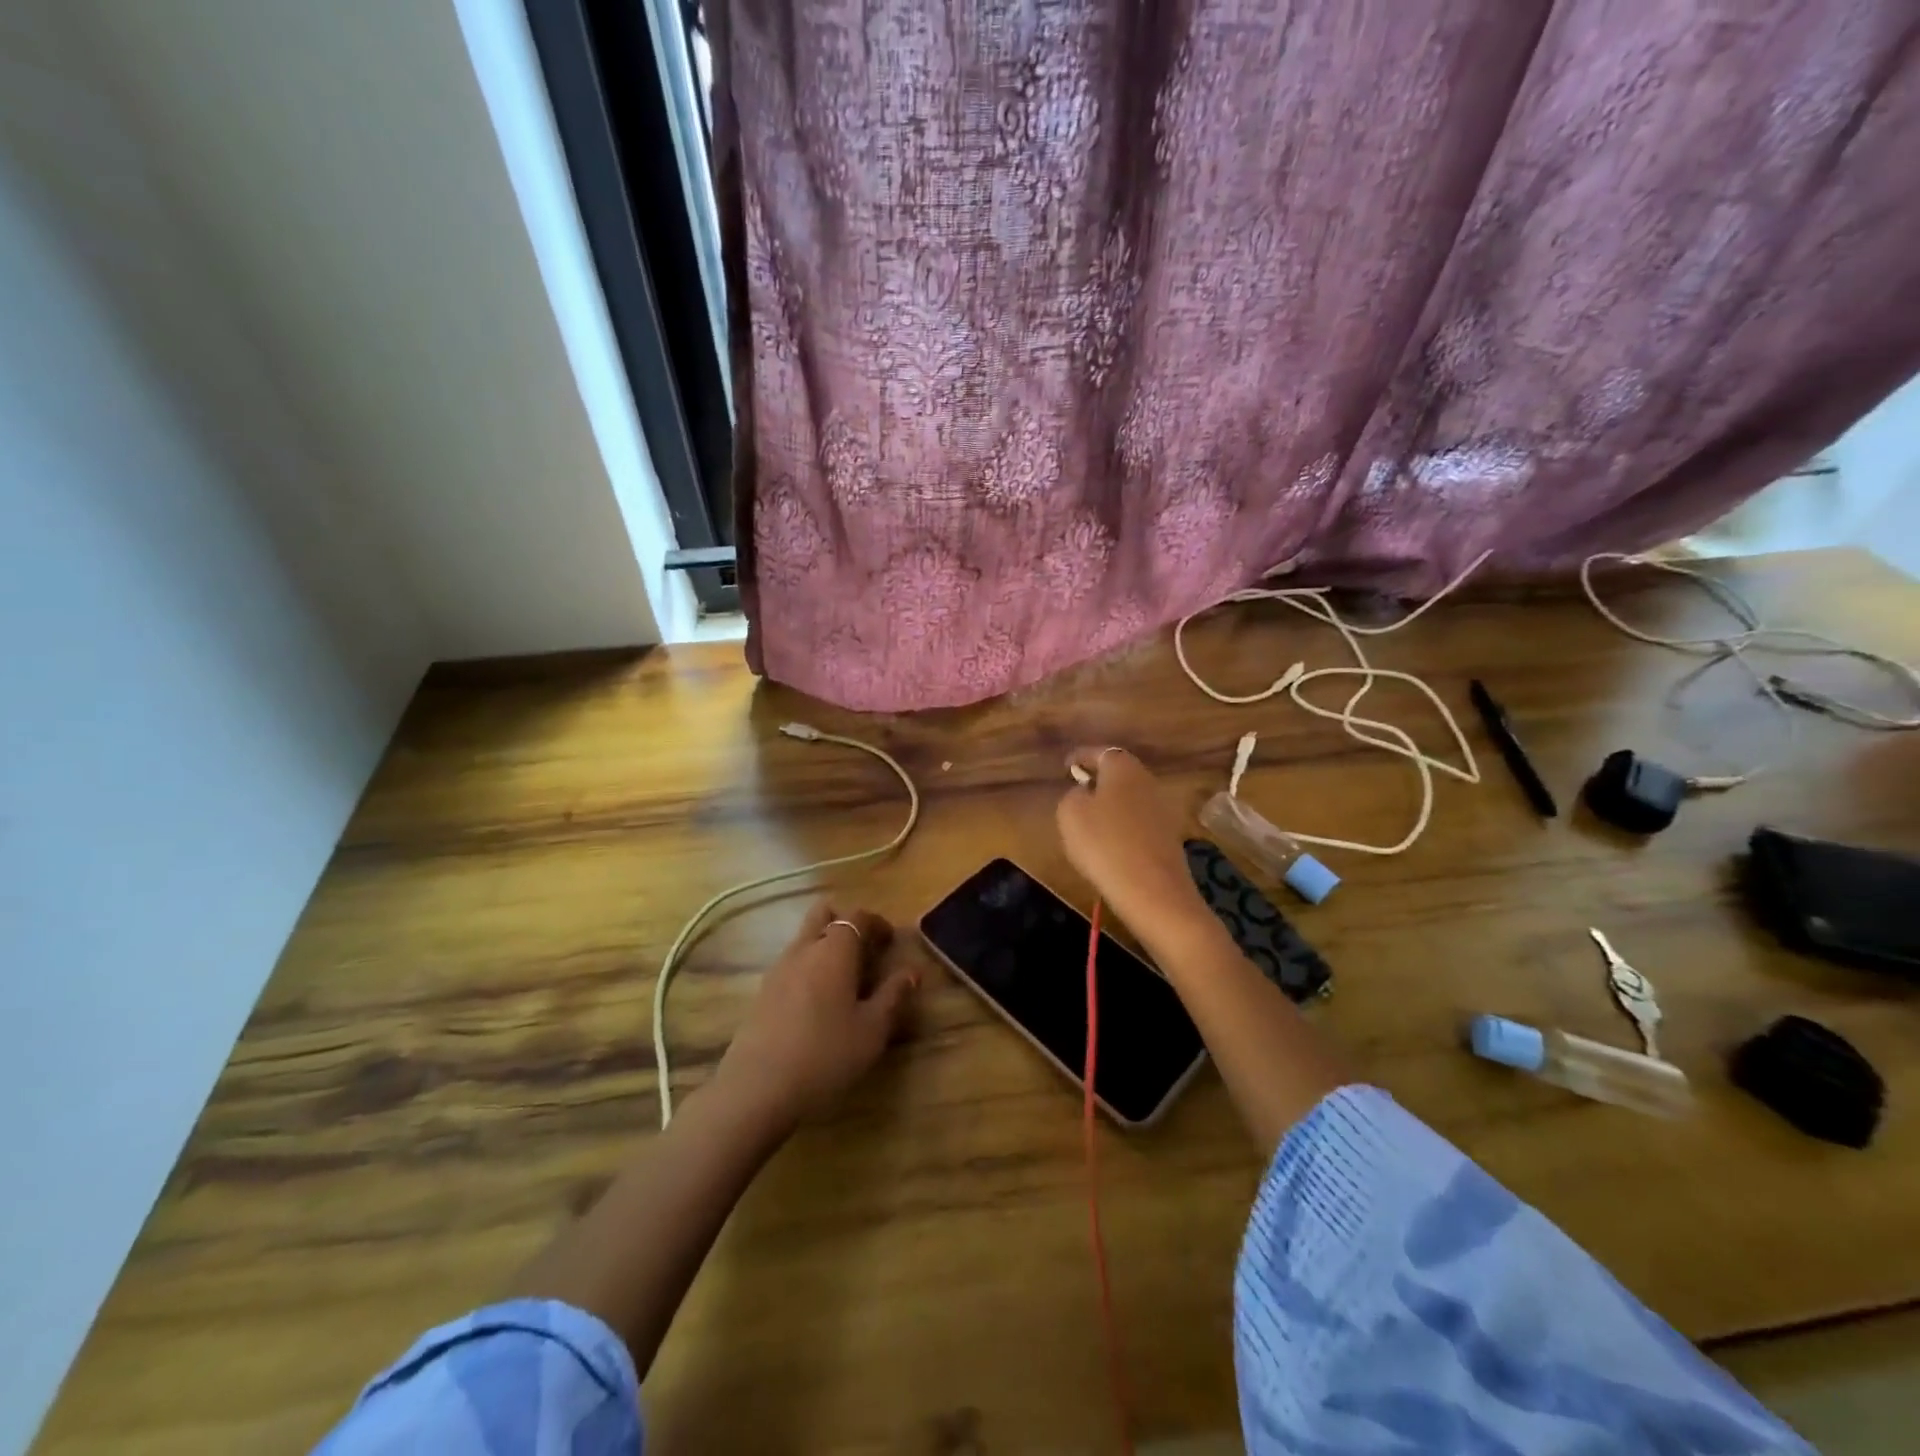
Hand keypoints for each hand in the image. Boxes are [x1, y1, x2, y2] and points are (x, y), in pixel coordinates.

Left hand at [715, 902, 919, 1127]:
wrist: (757, 1089)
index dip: (877, 923)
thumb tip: (911, 971)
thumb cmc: (826, 1054)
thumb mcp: (872, 1030)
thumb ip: (893, 995)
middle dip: (845, 923)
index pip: (857, 916)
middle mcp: (804, 949)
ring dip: (825, 946)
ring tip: (844, 980)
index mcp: (834, 950)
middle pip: (823, 915)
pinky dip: (808, 968)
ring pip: (804, 938)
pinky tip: (818, 1003)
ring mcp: (778, 969)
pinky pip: (791, 963)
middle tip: (865, 951)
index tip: (891, 941)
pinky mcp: (762, 992)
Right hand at [1056, 747, 1210, 945]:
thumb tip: (1083, 792)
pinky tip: (1110, 842)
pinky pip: (1139, 821)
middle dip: (1098, 779)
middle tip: (1077, 790)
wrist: (1153, 890)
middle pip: (1118, 773)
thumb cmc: (1104, 843)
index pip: (1098, 752)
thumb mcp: (1070, 814)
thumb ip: (1072, 795)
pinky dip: (1123, 825)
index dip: (1080, 758)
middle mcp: (1147, 779)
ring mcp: (1162, 808)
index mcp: (1122, 766)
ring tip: (1090, 820)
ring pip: (1130, 797)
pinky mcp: (1169, 835)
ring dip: (1112, 804)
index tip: (1066, 766)